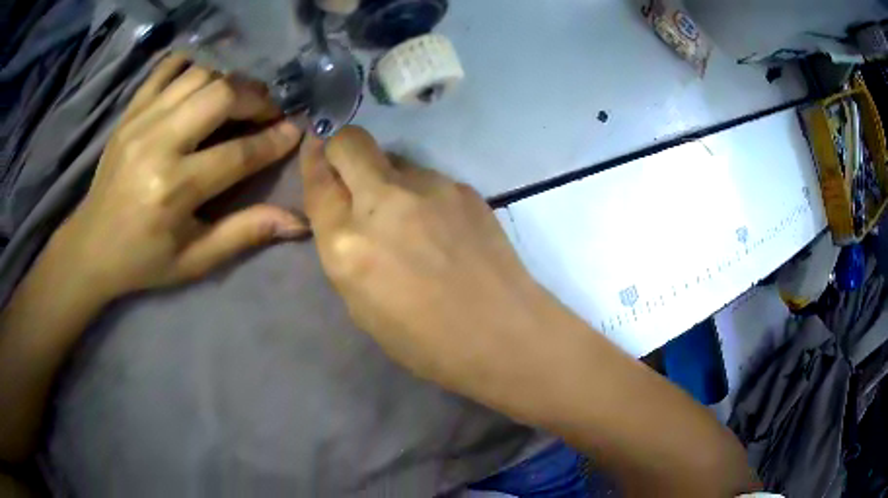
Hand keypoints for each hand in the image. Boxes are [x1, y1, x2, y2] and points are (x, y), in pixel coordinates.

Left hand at [52, 54, 307, 299]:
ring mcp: (141, 121)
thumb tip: (298, 222)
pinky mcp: (130, 112)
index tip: (295, 131)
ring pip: (199, 76)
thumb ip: (245, 234)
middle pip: (221, 96)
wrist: (91, 246)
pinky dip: (192, 65)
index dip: (274, 140)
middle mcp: (158, 145)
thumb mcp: (195, 260)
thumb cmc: (144, 259)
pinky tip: (204, 79)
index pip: (238, 153)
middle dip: (256, 99)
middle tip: (268, 112)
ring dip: (229, 82)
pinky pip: (167, 69)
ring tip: (239, 100)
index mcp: (174, 190)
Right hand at [301, 126, 553, 394]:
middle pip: (351, 142)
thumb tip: (346, 212)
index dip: (313, 158)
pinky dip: (422, 194)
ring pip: (394, 159)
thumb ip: (345, 249)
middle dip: (343, 148)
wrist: (502, 333)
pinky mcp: (463, 187)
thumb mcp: (361, 305)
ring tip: (411, 219)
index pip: (318, 181)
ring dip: (389, 179)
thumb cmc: (424, 341)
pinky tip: (442, 227)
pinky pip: (427, 178)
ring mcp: (429, 188)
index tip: (316, 143)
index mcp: (347, 244)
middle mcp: (383, 203)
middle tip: (352, 173)